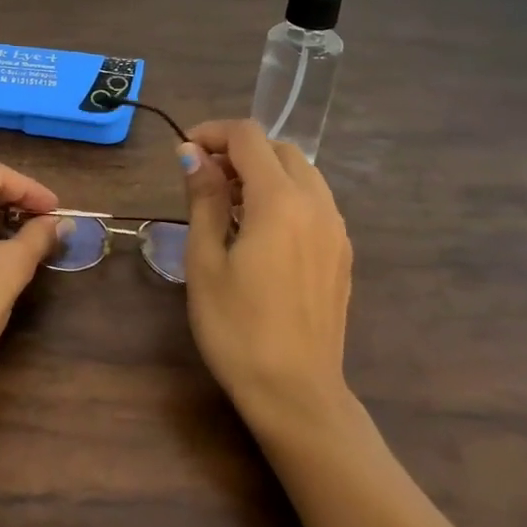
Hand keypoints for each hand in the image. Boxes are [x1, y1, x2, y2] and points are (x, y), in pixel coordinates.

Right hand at [177, 120, 354, 425]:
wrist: (296, 393)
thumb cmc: (237, 328)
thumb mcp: (206, 261)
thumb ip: (204, 199)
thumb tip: (192, 154)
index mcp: (281, 201)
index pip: (249, 137)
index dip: (212, 133)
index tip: (184, 152)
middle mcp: (317, 204)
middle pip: (280, 150)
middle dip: (240, 151)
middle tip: (204, 179)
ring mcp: (336, 230)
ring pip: (303, 174)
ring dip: (265, 172)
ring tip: (230, 204)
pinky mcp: (342, 254)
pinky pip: (315, 202)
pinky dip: (286, 196)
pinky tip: (261, 232)